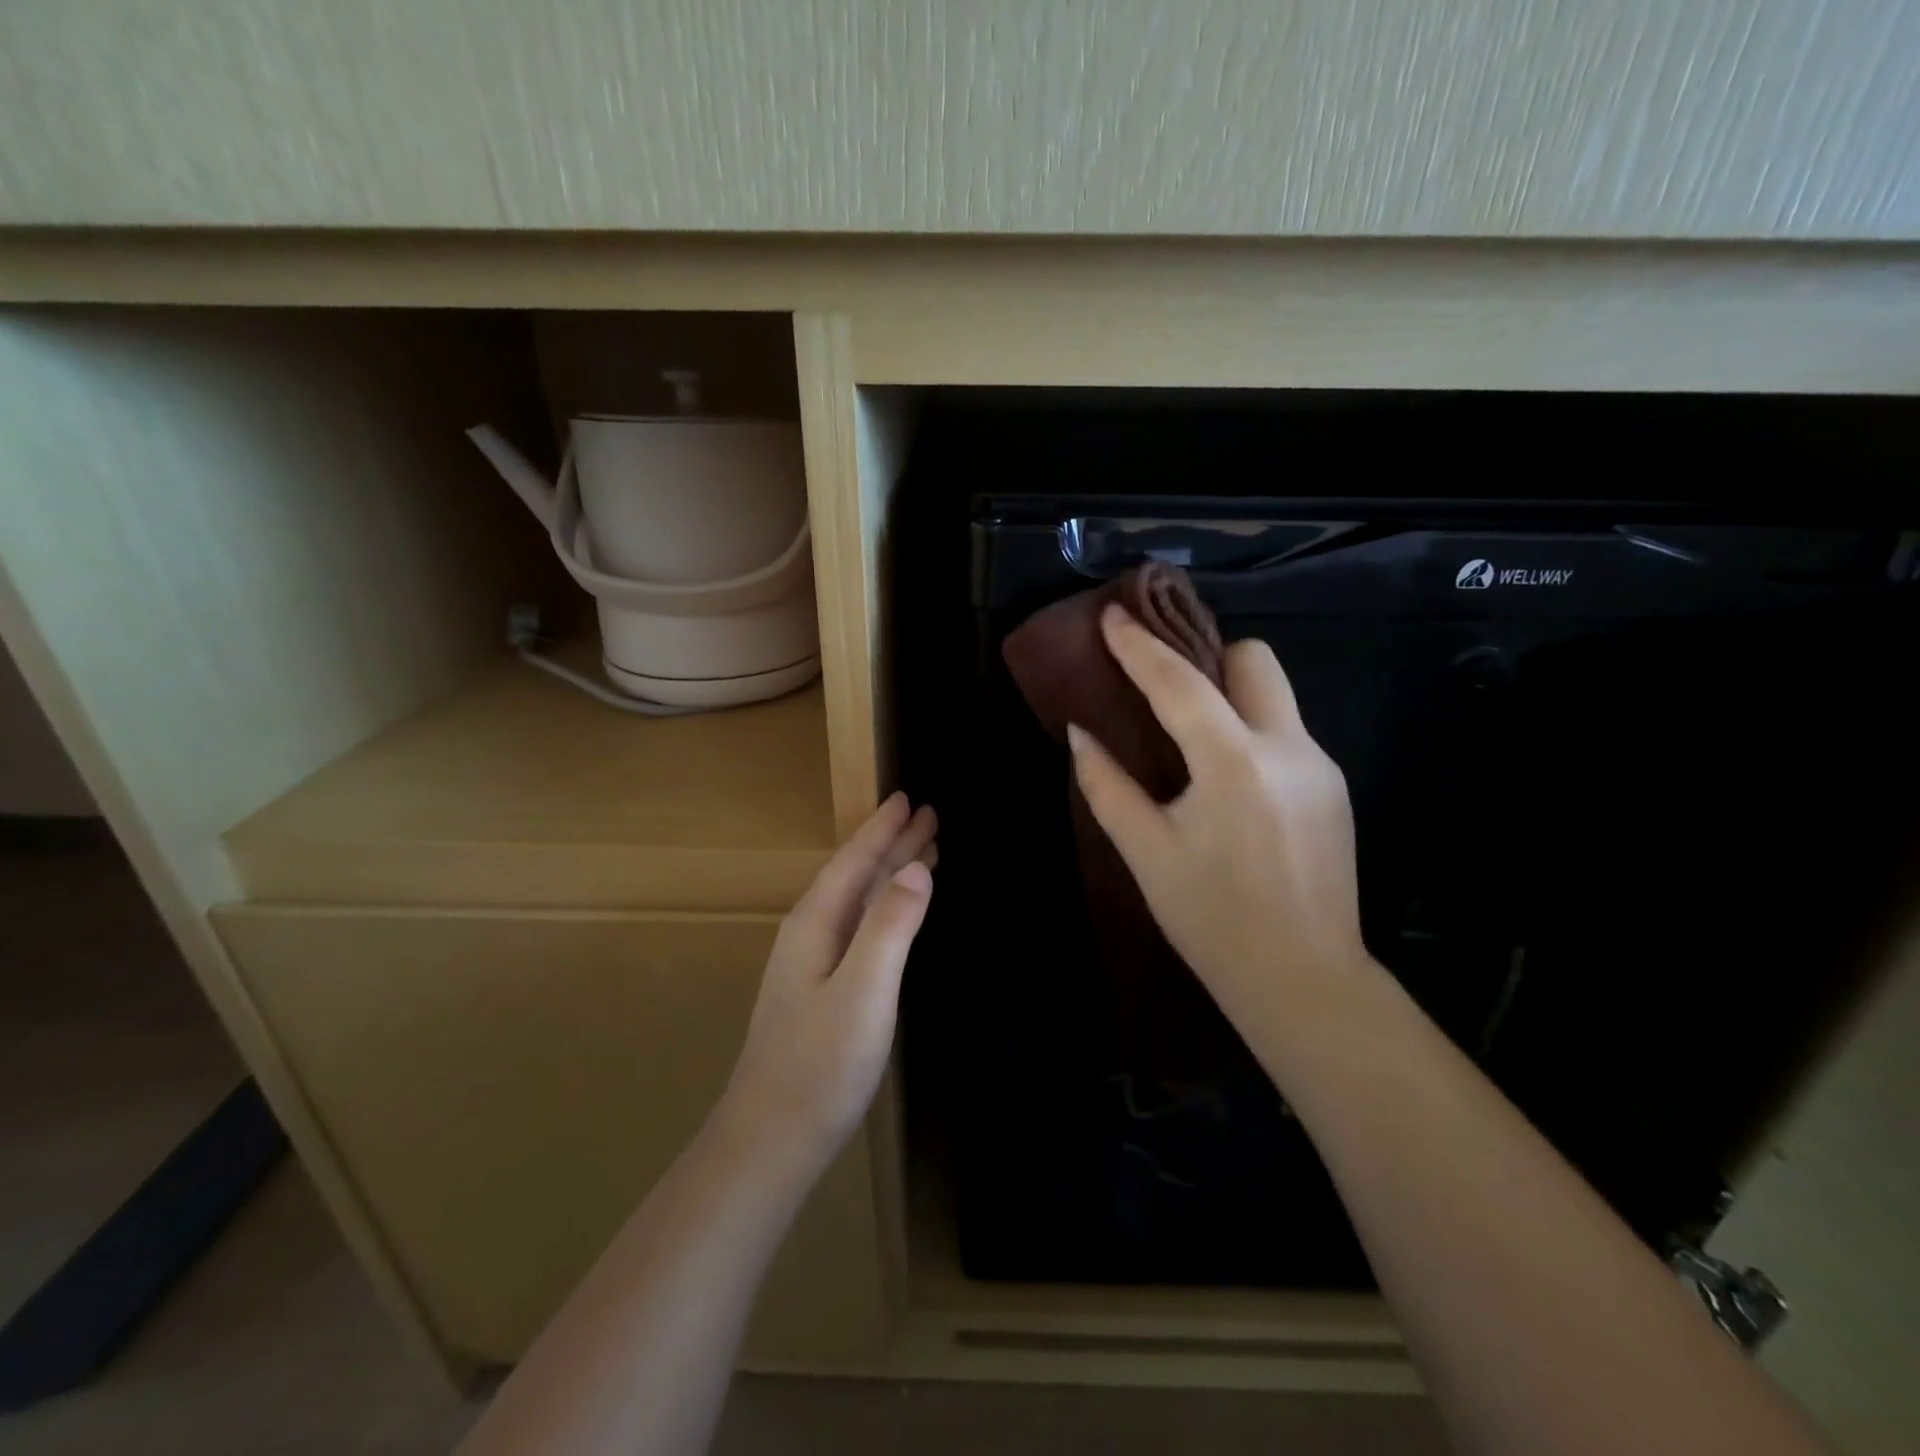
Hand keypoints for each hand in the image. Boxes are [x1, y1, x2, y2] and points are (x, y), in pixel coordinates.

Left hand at [718, 792, 936, 1171]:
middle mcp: (810, 933)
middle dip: (892, 845)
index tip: (909, 799)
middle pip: (856, 875)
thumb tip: (917, 867)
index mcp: (816, 923)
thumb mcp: (864, 991)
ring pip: (858, 901)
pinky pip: (859, 927)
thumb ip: (890, 926)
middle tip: (927, 816)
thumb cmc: (820, 1064)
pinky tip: (893, 914)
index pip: (855, 861)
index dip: (883, 830)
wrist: (771, 1138)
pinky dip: (884, 907)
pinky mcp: (820, 990)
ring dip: (889, 874)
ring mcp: (812, 963)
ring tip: (922, 852)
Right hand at [1067, 604, 1367, 1049]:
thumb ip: (1107, 785)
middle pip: (1254, 661)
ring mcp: (1320, 767)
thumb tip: (1079, 734)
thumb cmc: (1212, 920)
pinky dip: (1250, 735)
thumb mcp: (1147, 852)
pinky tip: (1227, 783)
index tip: (1113, 615)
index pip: (1179, 683)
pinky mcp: (1333, 789)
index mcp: (1234, 763)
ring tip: (1190, 740)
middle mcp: (1288, 748)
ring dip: (1229, 699)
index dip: (1139, 646)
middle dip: (1208, 659)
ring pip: (1274, 697)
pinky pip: (1286, 735)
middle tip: (1167, 689)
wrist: (1304, 981)